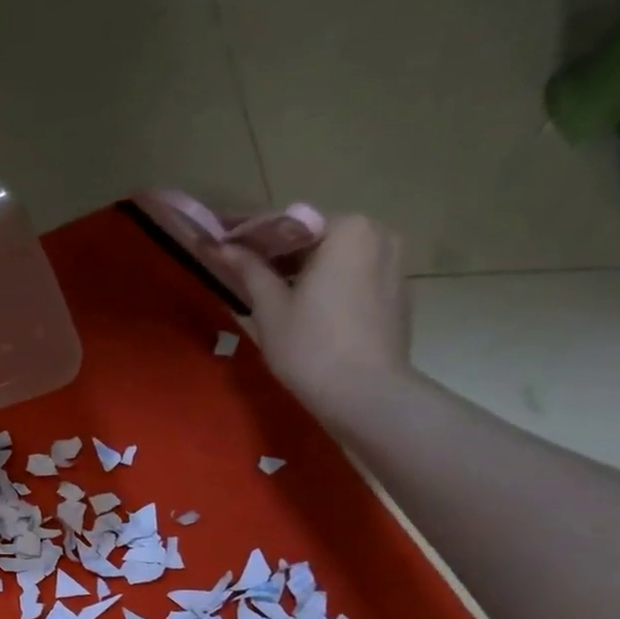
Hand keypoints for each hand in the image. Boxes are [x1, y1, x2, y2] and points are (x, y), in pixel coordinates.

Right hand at [219, 215, 414, 428]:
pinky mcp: (398, 292)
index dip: (249, 234)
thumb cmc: (309, 347)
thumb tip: (221, 245)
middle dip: (278, 252)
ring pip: (336, 258)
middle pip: (315, 238)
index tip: (220, 240)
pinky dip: (327, 284)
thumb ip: (249, 269)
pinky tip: (305, 308)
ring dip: (303, 269)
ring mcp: (394, 263)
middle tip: (242, 270)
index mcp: (346, 230)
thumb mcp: (270, 307)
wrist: (365, 394)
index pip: (287, 224)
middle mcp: (378, 235)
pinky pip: (353, 277)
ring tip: (271, 291)